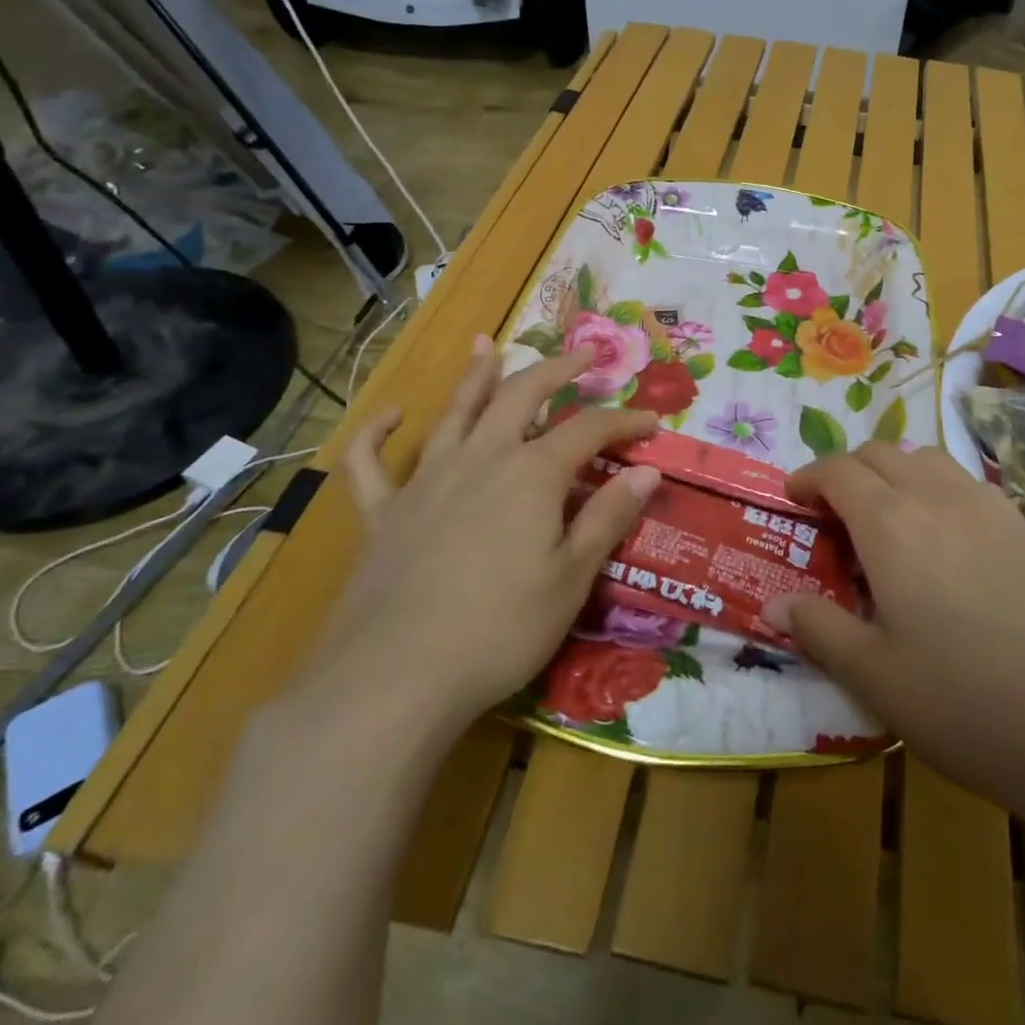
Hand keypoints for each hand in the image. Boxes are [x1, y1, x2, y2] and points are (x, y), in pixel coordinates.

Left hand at [311, 339, 660, 737]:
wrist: (393, 679)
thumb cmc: (499, 631)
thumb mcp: (571, 578)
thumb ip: (608, 518)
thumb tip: (649, 471)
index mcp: (532, 474)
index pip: (590, 429)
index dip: (625, 420)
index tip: (653, 422)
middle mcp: (481, 458)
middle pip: (522, 395)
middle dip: (558, 369)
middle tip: (584, 353)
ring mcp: (426, 480)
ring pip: (455, 411)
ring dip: (476, 374)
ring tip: (490, 345)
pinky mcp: (382, 512)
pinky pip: (371, 462)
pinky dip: (378, 432)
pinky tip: (392, 415)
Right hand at [766, 444, 1024, 813]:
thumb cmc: (965, 703)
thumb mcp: (874, 676)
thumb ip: (818, 629)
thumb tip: (772, 603)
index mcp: (891, 523)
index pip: (838, 471)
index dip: (808, 477)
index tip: (792, 499)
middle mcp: (936, 497)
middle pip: (880, 453)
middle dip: (846, 471)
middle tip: (832, 516)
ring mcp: (987, 507)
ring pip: (926, 457)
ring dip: (892, 472)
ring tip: (885, 519)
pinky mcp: (1023, 528)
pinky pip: (964, 481)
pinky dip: (934, 486)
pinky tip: (942, 540)